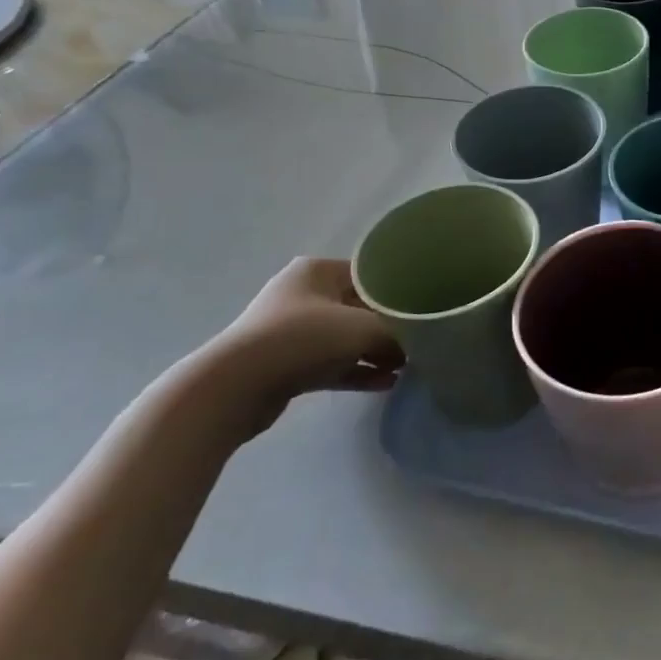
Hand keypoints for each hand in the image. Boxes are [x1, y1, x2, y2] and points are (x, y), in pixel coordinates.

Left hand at [198, 258, 404, 431]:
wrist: (234, 388)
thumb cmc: (303, 339)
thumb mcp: (364, 329)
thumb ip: (398, 332)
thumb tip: (422, 342)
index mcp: (318, 271)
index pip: (371, 274)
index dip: (401, 291)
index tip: (425, 308)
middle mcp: (305, 294)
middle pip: (361, 307)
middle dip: (390, 326)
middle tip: (422, 339)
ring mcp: (294, 331)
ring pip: (348, 338)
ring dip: (377, 352)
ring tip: (410, 366)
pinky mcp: (289, 364)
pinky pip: (334, 363)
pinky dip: (358, 371)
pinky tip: (388, 384)